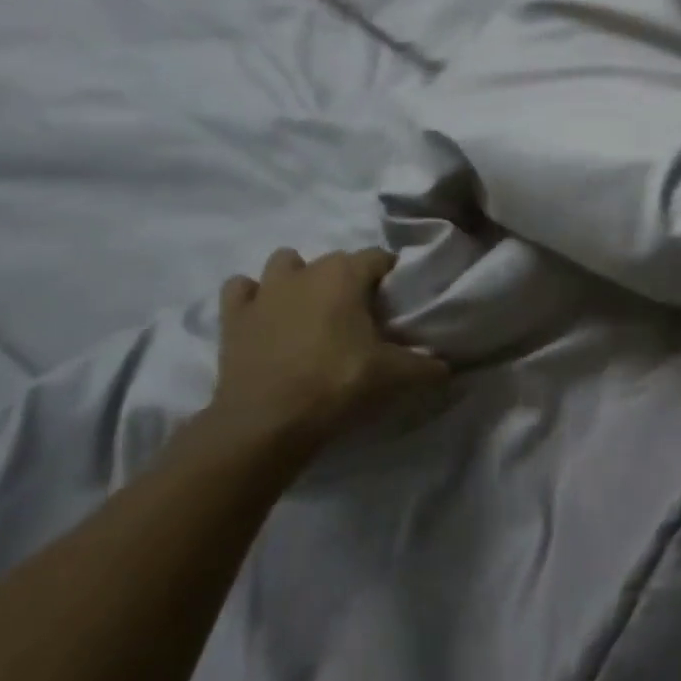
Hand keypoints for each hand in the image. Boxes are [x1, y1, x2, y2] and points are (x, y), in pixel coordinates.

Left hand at [206, 247, 447, 463]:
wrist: (267, 422)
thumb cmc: (337, 385)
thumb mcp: (395, 376)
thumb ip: (426, 366)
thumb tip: (447, 367)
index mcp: (345, 275)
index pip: (378, 257)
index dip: (391, 276)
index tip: (397, 302)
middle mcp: (305, 271)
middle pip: (335, 261)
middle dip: (349, 280)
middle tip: (360, 316)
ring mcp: (264, 290)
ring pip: (285, 263)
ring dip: (299, 278)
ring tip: (311, 311)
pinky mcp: (233, 316)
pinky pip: (242, 289)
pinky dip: (253, 297)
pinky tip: (265, 317)